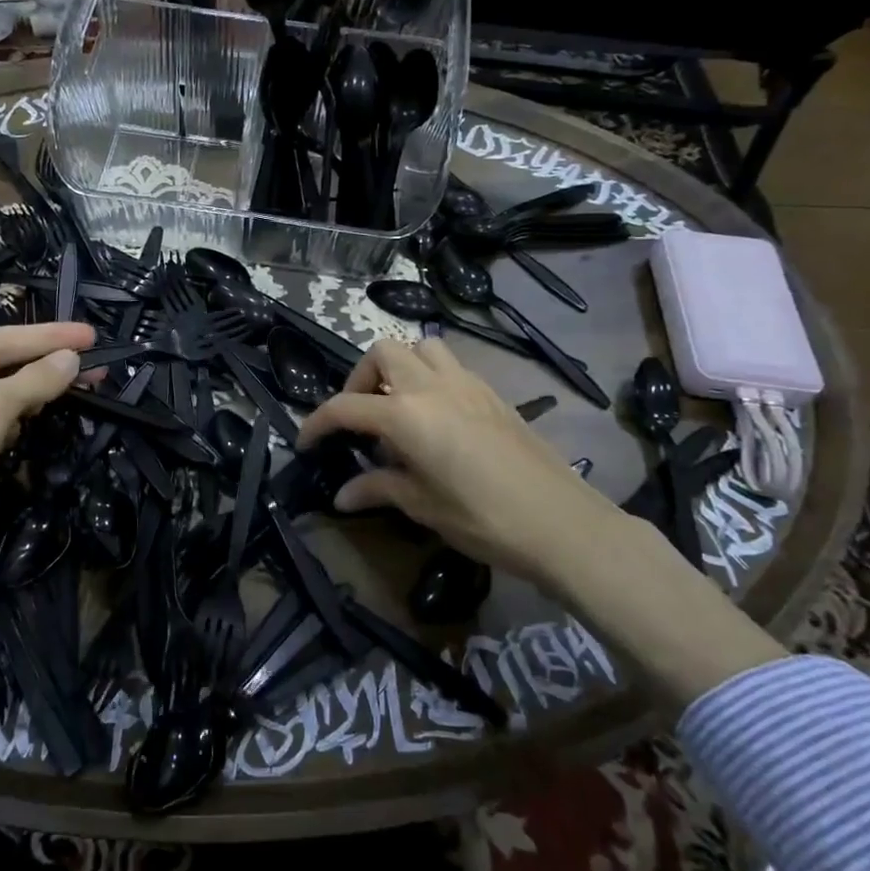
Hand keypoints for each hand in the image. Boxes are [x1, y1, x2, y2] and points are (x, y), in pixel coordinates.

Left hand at [0, 322, 95, 693]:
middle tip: (96, 367)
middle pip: (2, 365)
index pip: (3, 338)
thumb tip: (72, 359)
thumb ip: (36, 379)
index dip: (50, 336)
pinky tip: (39, 421)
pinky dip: (16, 421)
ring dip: (33, 395)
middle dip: (47, 367)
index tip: (92, 335)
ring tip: (76, 389)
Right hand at [298, 339, 787, 711]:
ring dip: (398, 367)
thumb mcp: (423, 507)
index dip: (318, 423)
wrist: (564, 524)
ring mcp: (466, 384)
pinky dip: (430, 376)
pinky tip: (435, 417)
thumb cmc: (485, 519)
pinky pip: (450, 365)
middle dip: (359, 379)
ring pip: (420, 347)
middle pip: (381, 353)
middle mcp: (432, 386)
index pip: (345, 407)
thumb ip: (378, 489)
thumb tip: (341, 496)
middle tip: (359, 418)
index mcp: (406, 414)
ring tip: (396, 407)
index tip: (305, 442)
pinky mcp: (493, 393)